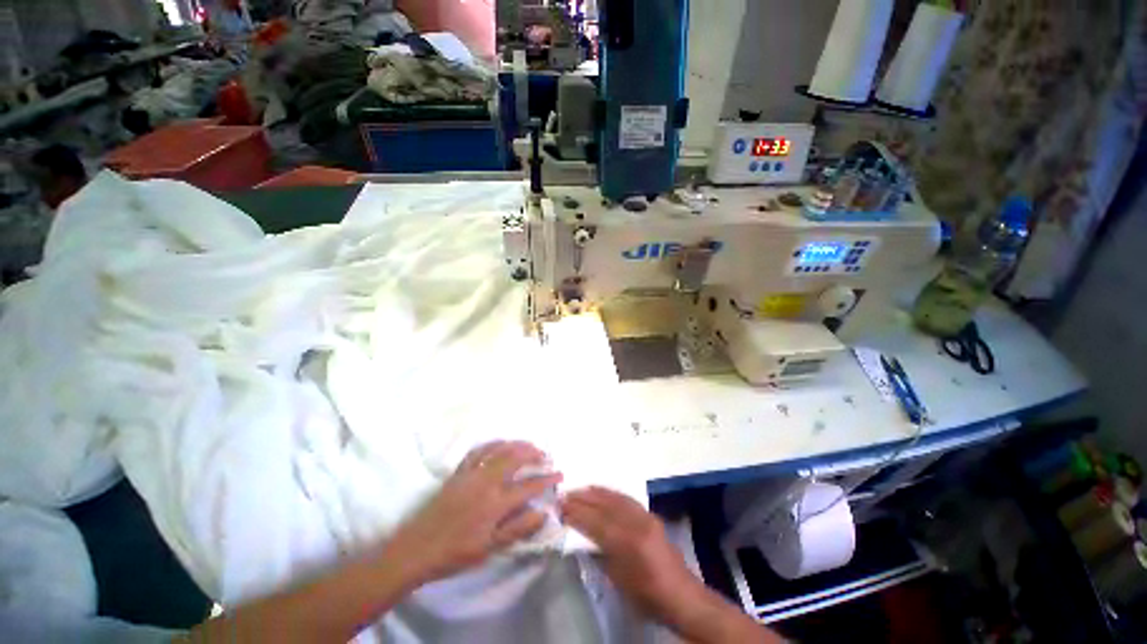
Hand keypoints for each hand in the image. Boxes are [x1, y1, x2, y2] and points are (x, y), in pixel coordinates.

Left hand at [382, 441, 561, 586]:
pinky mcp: (459, 472)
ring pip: (499, 450)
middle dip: (534, 454)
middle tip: (546, 456)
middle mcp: (486, 482)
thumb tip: (542, 513)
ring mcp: (472, 473)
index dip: (547, 479)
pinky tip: (500, 444)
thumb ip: (517, 529)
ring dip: (517, 444)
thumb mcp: (489, 549)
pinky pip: (478, 450)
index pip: (529, 486)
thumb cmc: (455, 553)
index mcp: (495, 503)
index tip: (560, 474)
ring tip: (529, 445)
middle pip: (515, 458)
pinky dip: (492, 443)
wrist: (417, 549)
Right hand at [560, 487, 701, 620]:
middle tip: (565, 495)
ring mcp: (645, 517)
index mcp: (627, 543)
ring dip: (596, 493)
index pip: (596, 522)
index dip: (577, 513)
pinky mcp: (651, 515)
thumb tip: (583, 537)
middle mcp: (636, 524)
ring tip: (580, 489)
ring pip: (616, 498)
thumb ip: (600, 554)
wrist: (681, 595)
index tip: (561, 507)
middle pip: (605, 506)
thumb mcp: (618, 581)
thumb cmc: (647, 596)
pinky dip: (612, 493)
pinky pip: (627, 499)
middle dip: (583, 499)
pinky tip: (603, 492)